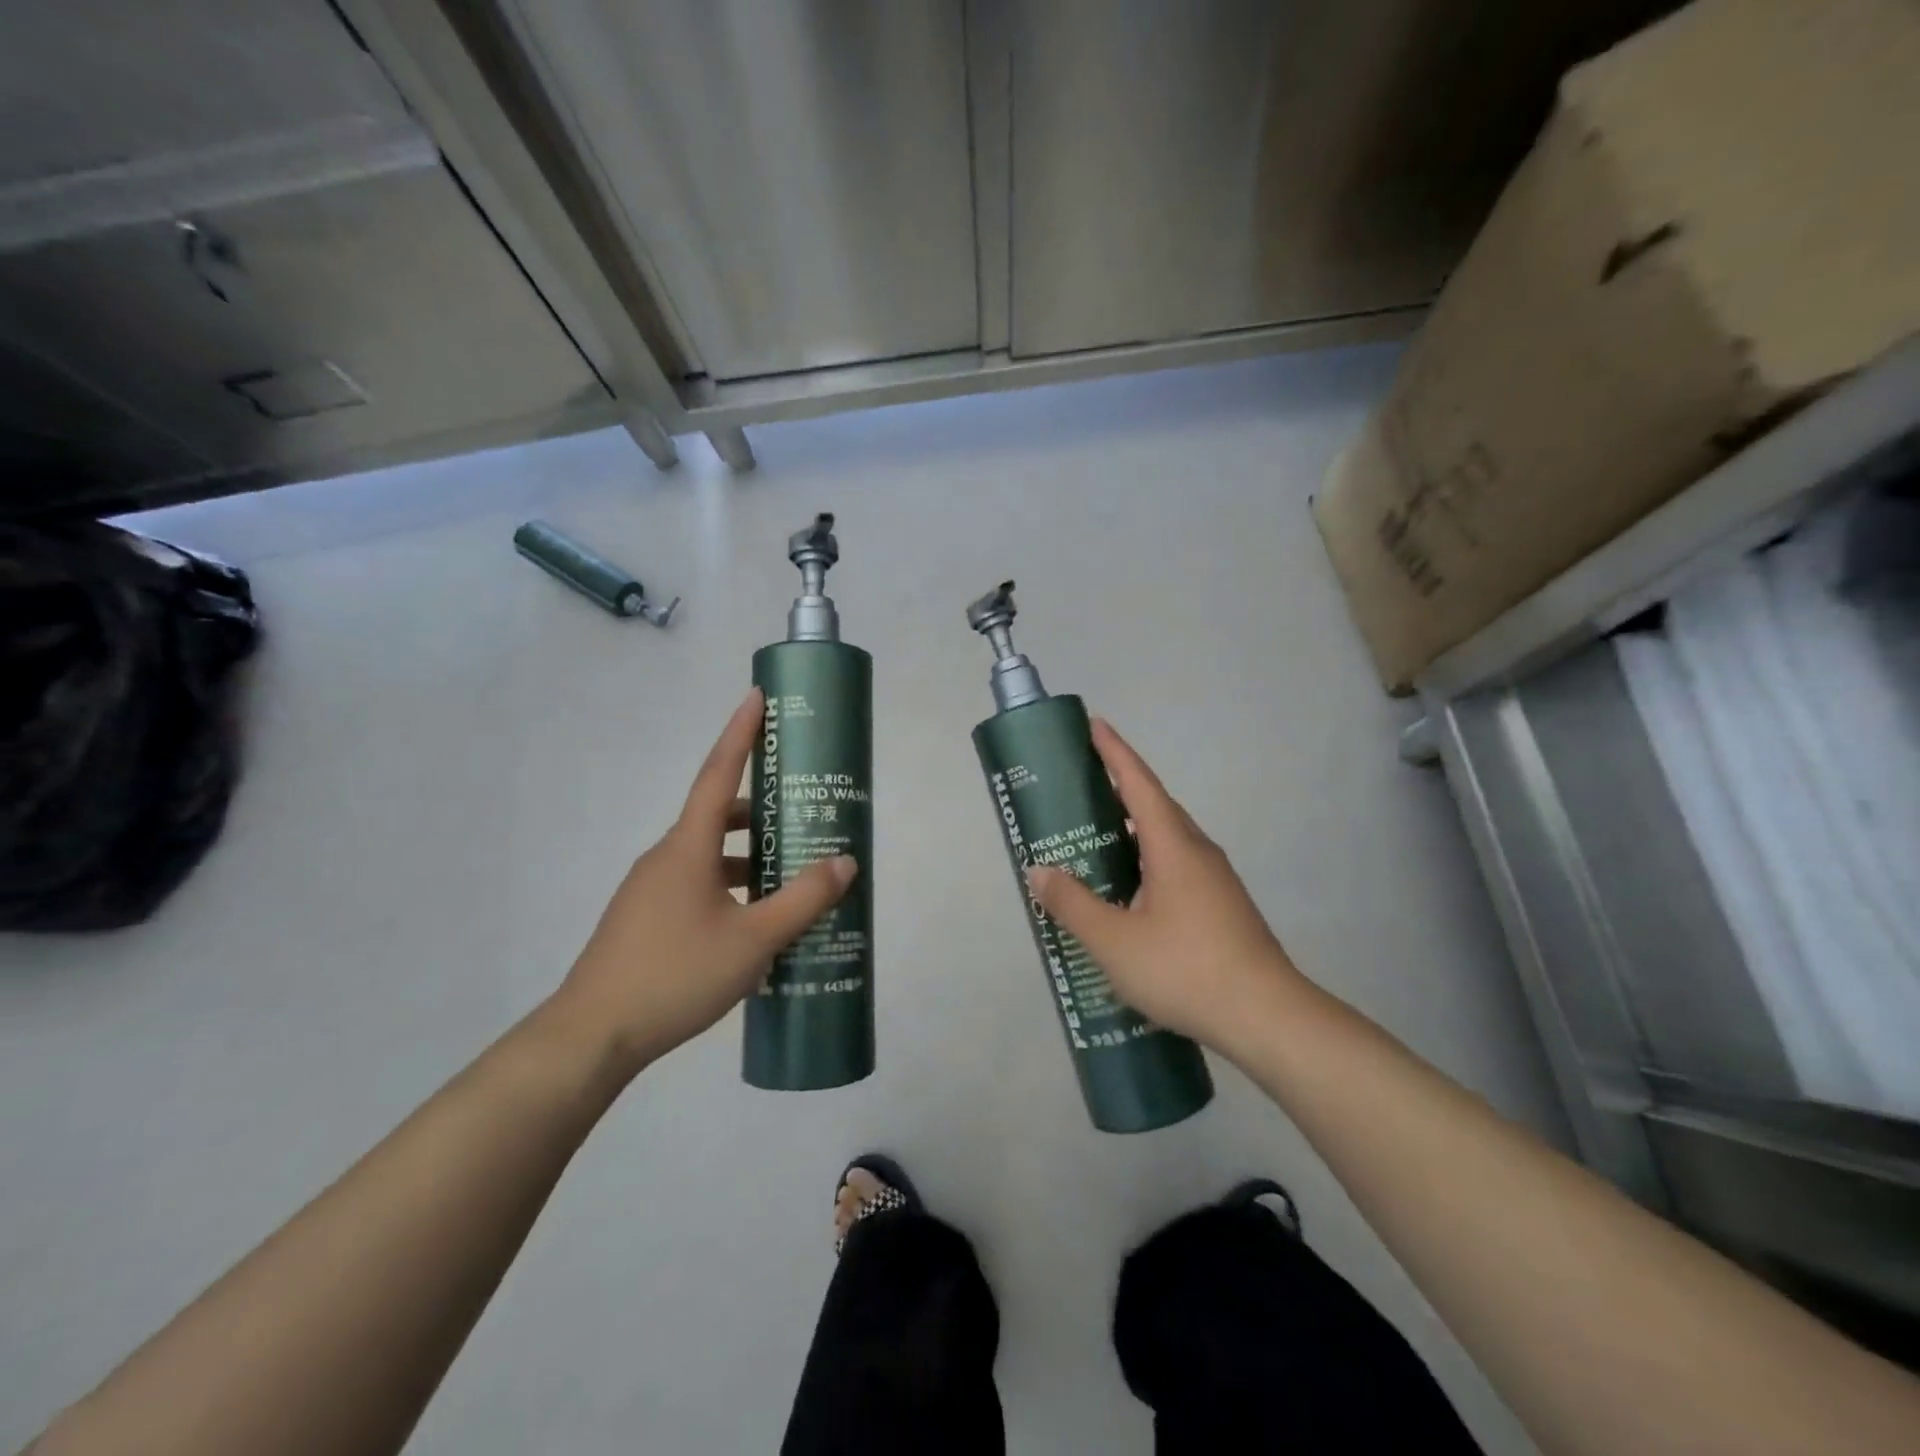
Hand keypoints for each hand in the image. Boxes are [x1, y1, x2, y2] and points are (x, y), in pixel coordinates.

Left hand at [549, 688, 856, 1078]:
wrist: (591, 1035)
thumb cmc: (676, 974)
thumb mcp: (753, 939)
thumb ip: (803, 899)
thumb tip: (845, 862)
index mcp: (687, 847)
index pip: (717, 772)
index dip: (740, 732)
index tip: (756, 696)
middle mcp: (666, 856)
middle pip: (717, 816)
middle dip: (758, 810)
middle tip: (799, 813)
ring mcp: (650, 889)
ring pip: (708, 856)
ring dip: (746, 857)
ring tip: (788, 879)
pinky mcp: (644, 919)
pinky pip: (695, 885)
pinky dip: (728, 887)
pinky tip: (753, 925)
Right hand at [1025, 719, 1304, 1057]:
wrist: (1267, 1018)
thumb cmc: (1186, 969)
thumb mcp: (1114, 941)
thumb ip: (1072, 904)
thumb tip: (1039, 871)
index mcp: (1173, 846)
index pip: (1139, 783)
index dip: (1114, 752)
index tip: (1093, 725)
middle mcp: (1197, 852)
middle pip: (1154, 806)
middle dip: (1117, 789)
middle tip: (1078, 788)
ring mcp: (1214, 881)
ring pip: (1165, 840)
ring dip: (1131, 830)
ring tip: (1094, 839)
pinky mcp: (1221, 907)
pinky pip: (1174, 866)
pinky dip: (1144, 861)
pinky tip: (1126, 892)